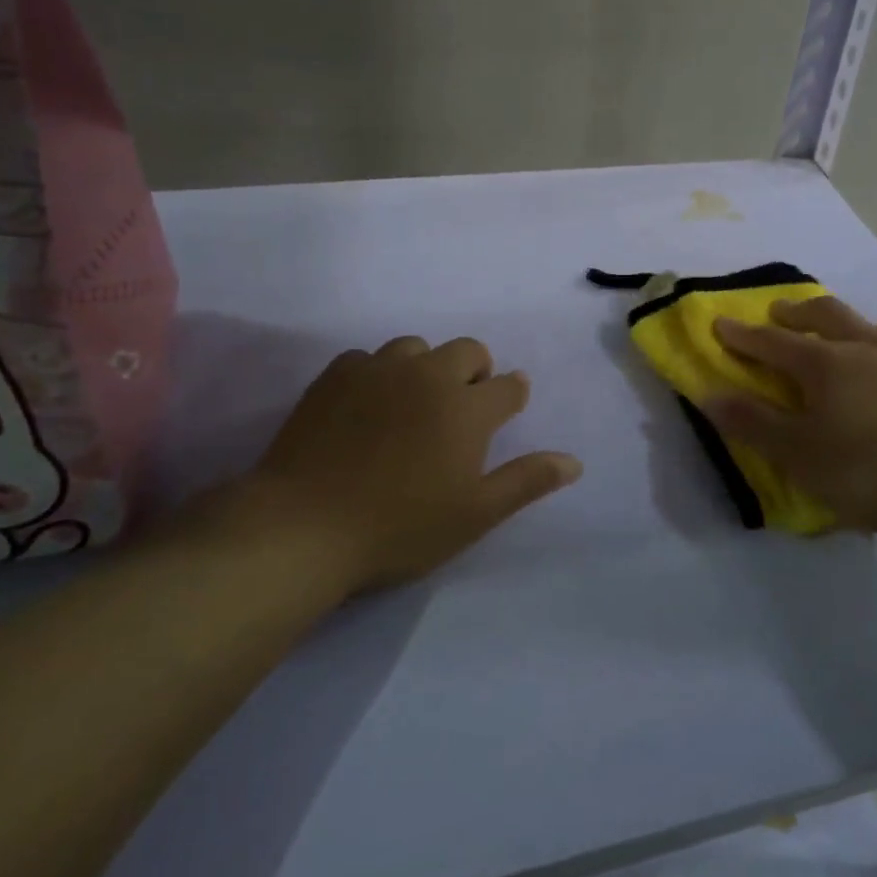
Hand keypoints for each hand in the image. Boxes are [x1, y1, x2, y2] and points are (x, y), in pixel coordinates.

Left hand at [230, 336, 581, 592]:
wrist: (302, 527)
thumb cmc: (399, 527)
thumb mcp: (474, 514)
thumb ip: (526, 482)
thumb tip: (574, 462)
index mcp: (467, 408)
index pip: (508, 386)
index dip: (513, 396)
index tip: (507, 409)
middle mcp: (428, 376)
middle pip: (468, 350)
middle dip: (476, 372)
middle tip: (462, 410)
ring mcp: (378, 371)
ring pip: (416, 348)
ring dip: (426, 368)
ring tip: (413, 404)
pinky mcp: (335, 376)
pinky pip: (367, 358)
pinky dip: (377, 374)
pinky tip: (366, 407)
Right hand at [705, 297, 876, 544]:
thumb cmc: (871, 472)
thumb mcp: (799, 457)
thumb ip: (753, 424)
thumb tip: (711, 394)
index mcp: (826, 365)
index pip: (772, 342)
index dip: (743, 335)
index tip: (721, 324)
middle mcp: (869, 346)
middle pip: (828, 314)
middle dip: (798, 311)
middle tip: (782, 312)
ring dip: (875, 320)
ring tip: (871, 335)